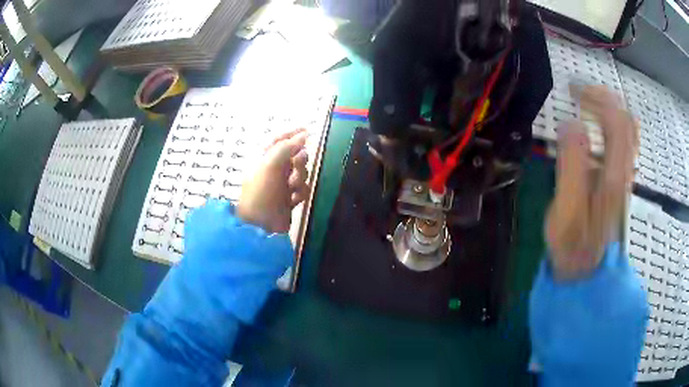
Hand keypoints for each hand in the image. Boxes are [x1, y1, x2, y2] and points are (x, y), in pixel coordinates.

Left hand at [237, 129, 308, 232]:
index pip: (279, 139)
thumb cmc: (262, 192)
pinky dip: (300, 193)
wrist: (260, 225)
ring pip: (301, 172)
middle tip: (296, 166)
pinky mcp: (289, 198)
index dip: (293, 133)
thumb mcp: (270, 165)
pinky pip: (303, 188)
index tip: (309, 130)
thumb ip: (287, 147)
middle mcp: (273, 169)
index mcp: (264, 158)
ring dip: (300, 179)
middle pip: (295, 156)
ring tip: (291, 188)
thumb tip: (304, 135)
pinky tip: (293, 199)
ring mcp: (281, 184)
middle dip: (299, 161)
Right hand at [545, 85, 638, 280]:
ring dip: (608, 109)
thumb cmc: (573, 246)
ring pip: (628, 131)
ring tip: (586, 103)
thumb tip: (570, 124)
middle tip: (578, 92)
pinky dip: (613, 126)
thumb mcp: (565, 211)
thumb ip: (571, 168)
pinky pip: (624, 145)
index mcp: (612, 175)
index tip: (571, 90)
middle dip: (603, 98)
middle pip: (625, 120)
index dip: (596, 98)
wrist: (587, 273)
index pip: (616, 121)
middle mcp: (624, 171)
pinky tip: (598, 126)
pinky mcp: (619, 182)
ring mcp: (624, 176)